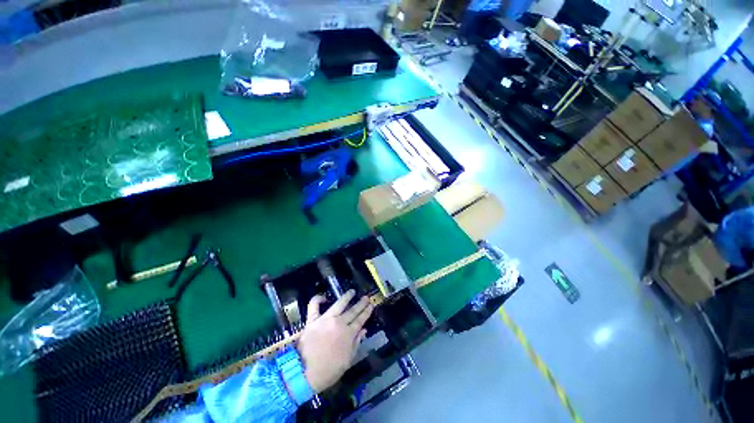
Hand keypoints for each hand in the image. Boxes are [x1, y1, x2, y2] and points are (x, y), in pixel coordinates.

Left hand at [297, 290, 373, 392]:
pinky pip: (314, 306)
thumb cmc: (329, 371)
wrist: (304, 374)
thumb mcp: (348, 361)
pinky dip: (318, 299)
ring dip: (347, 296)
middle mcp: (339, 323)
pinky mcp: (312, 320)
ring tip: (352, 291)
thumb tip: (363, 330)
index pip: (360, 320)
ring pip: (339, 304)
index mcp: (348, 334)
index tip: (371, 305)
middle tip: (366, 297)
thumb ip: (356, 344)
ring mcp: (325, 319)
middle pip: (352, 311)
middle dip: (361, 303)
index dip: (366, 312)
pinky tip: (324, 297)